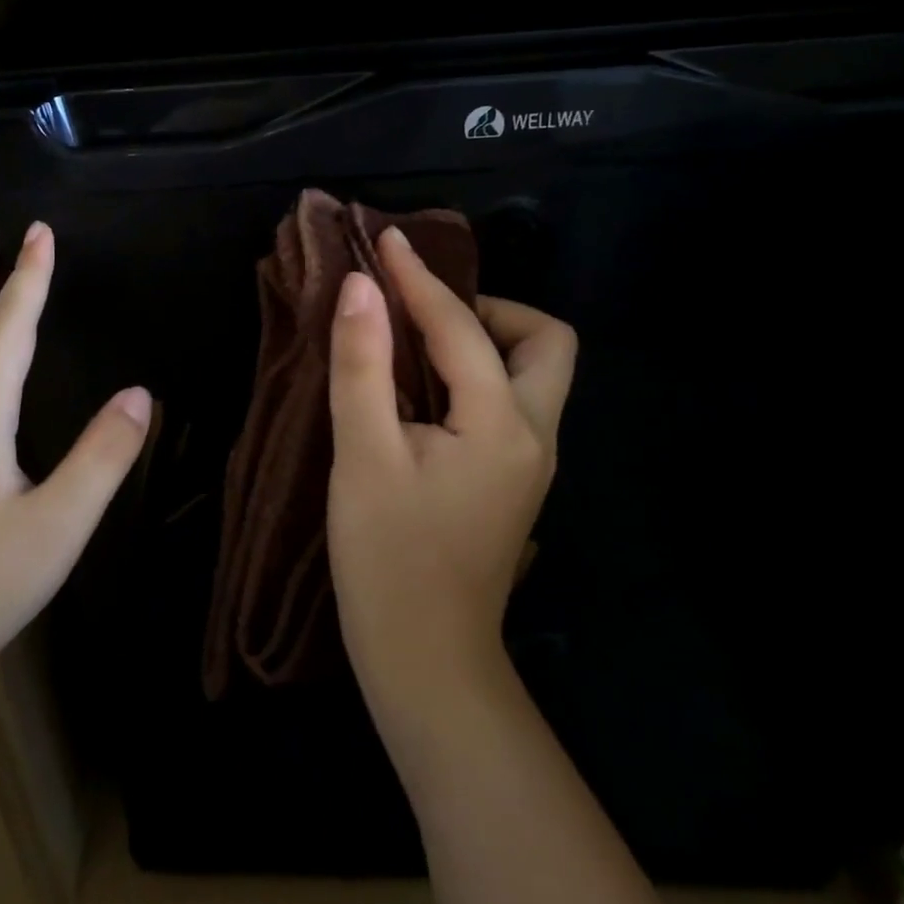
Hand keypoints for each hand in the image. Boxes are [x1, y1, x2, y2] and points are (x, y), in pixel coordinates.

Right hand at [326, 226, 576, 719]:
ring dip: (483, 340)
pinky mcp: (512, 480)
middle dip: (489, 310)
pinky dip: (475, 373)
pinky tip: (425, 387)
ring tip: (415, 341)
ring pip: (533, 373)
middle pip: (544, 342)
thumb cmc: (388, 559)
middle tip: (422, 312)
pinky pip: (509, 401)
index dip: (418, 279)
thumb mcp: (363, 455)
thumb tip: (359, 287)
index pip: (461, 328)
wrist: (425, 663)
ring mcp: (531, 462)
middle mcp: (535, 435)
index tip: (385, 240)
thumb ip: (362, 365)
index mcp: (502, 424)